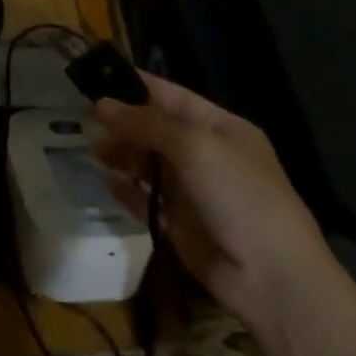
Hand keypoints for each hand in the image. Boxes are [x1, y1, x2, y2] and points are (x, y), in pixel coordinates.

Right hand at [95, 74, 355, 355]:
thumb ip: (146, 122)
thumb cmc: (239, 195)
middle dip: (122, 121)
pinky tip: (106, 181)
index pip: (169, 95)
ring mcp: (191, 190)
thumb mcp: (195, 146)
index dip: (135, 85)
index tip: (96, 77)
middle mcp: (204, 153)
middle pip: (154, 128)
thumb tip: (102, 104)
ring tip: (92, 149)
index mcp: (218, 126)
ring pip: (146, 162)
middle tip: (83, 116)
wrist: (272, 278)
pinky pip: (144, 198)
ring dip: (120, 153)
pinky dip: (125, 189)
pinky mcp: (178, 223)